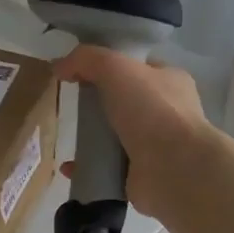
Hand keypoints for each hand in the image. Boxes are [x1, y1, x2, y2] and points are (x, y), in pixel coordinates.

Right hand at [53, 46, 215, 217]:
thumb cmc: (151, 110)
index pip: (138, 67)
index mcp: (170, 81)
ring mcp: (156, 145)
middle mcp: (167, 112)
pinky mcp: (141, 174)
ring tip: (69, 136)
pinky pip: (107, 167)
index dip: (110, 65)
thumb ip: (86, 59)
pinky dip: (87, 166)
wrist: (174, 168)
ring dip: (90, 136)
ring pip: (115, 135)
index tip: (80, 71)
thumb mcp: (115, 67)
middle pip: (124, 101)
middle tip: (72, 104)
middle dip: (97, 103)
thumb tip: (59, 66)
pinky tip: (69, 166)